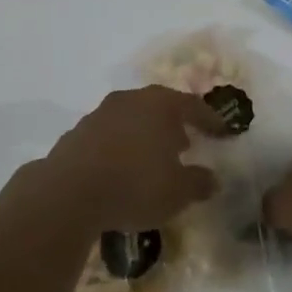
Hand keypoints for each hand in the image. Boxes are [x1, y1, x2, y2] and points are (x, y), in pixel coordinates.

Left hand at [41, 86, 219, 233]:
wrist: (70, 192)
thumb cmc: (135, 185)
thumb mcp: (178, 191)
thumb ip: (199, 182)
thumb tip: (212, 179)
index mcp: (160, 105)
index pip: (192, 105)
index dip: (209, 119)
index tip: (222, 132)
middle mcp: (130, 100)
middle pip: (158, 106)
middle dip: (173, 124)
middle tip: (185, 143)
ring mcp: (100, 114)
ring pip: (131, 119)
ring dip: (144, 135)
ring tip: (153, 158)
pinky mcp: (77, 133)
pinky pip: (109, 136)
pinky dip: (120, 147)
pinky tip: (122, 170)